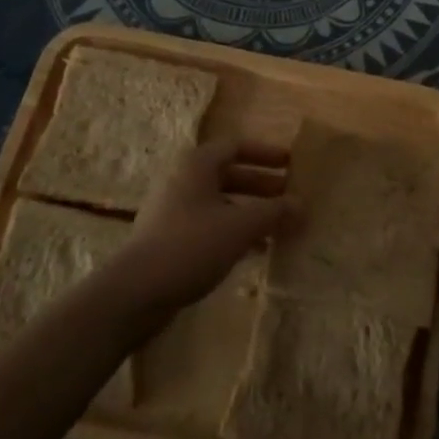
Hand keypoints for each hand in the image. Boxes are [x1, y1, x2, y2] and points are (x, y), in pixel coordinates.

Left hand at [118, 139, 290, 311]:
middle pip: (229, 174)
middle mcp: (183, 180)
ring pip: (220, 202)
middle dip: (262, 185)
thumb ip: (274, 212)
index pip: (236, 146)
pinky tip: (255, 251)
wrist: (135, 292)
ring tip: (279, 226)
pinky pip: (209, 224)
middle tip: (290, 196)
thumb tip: (303, 204)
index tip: (291, 163)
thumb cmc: (191, 245)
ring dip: (250, 211)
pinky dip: (233, 230)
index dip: (266, 153)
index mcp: (197, 165)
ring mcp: (173, 210)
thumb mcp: (240, 226)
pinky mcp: (169, 239)